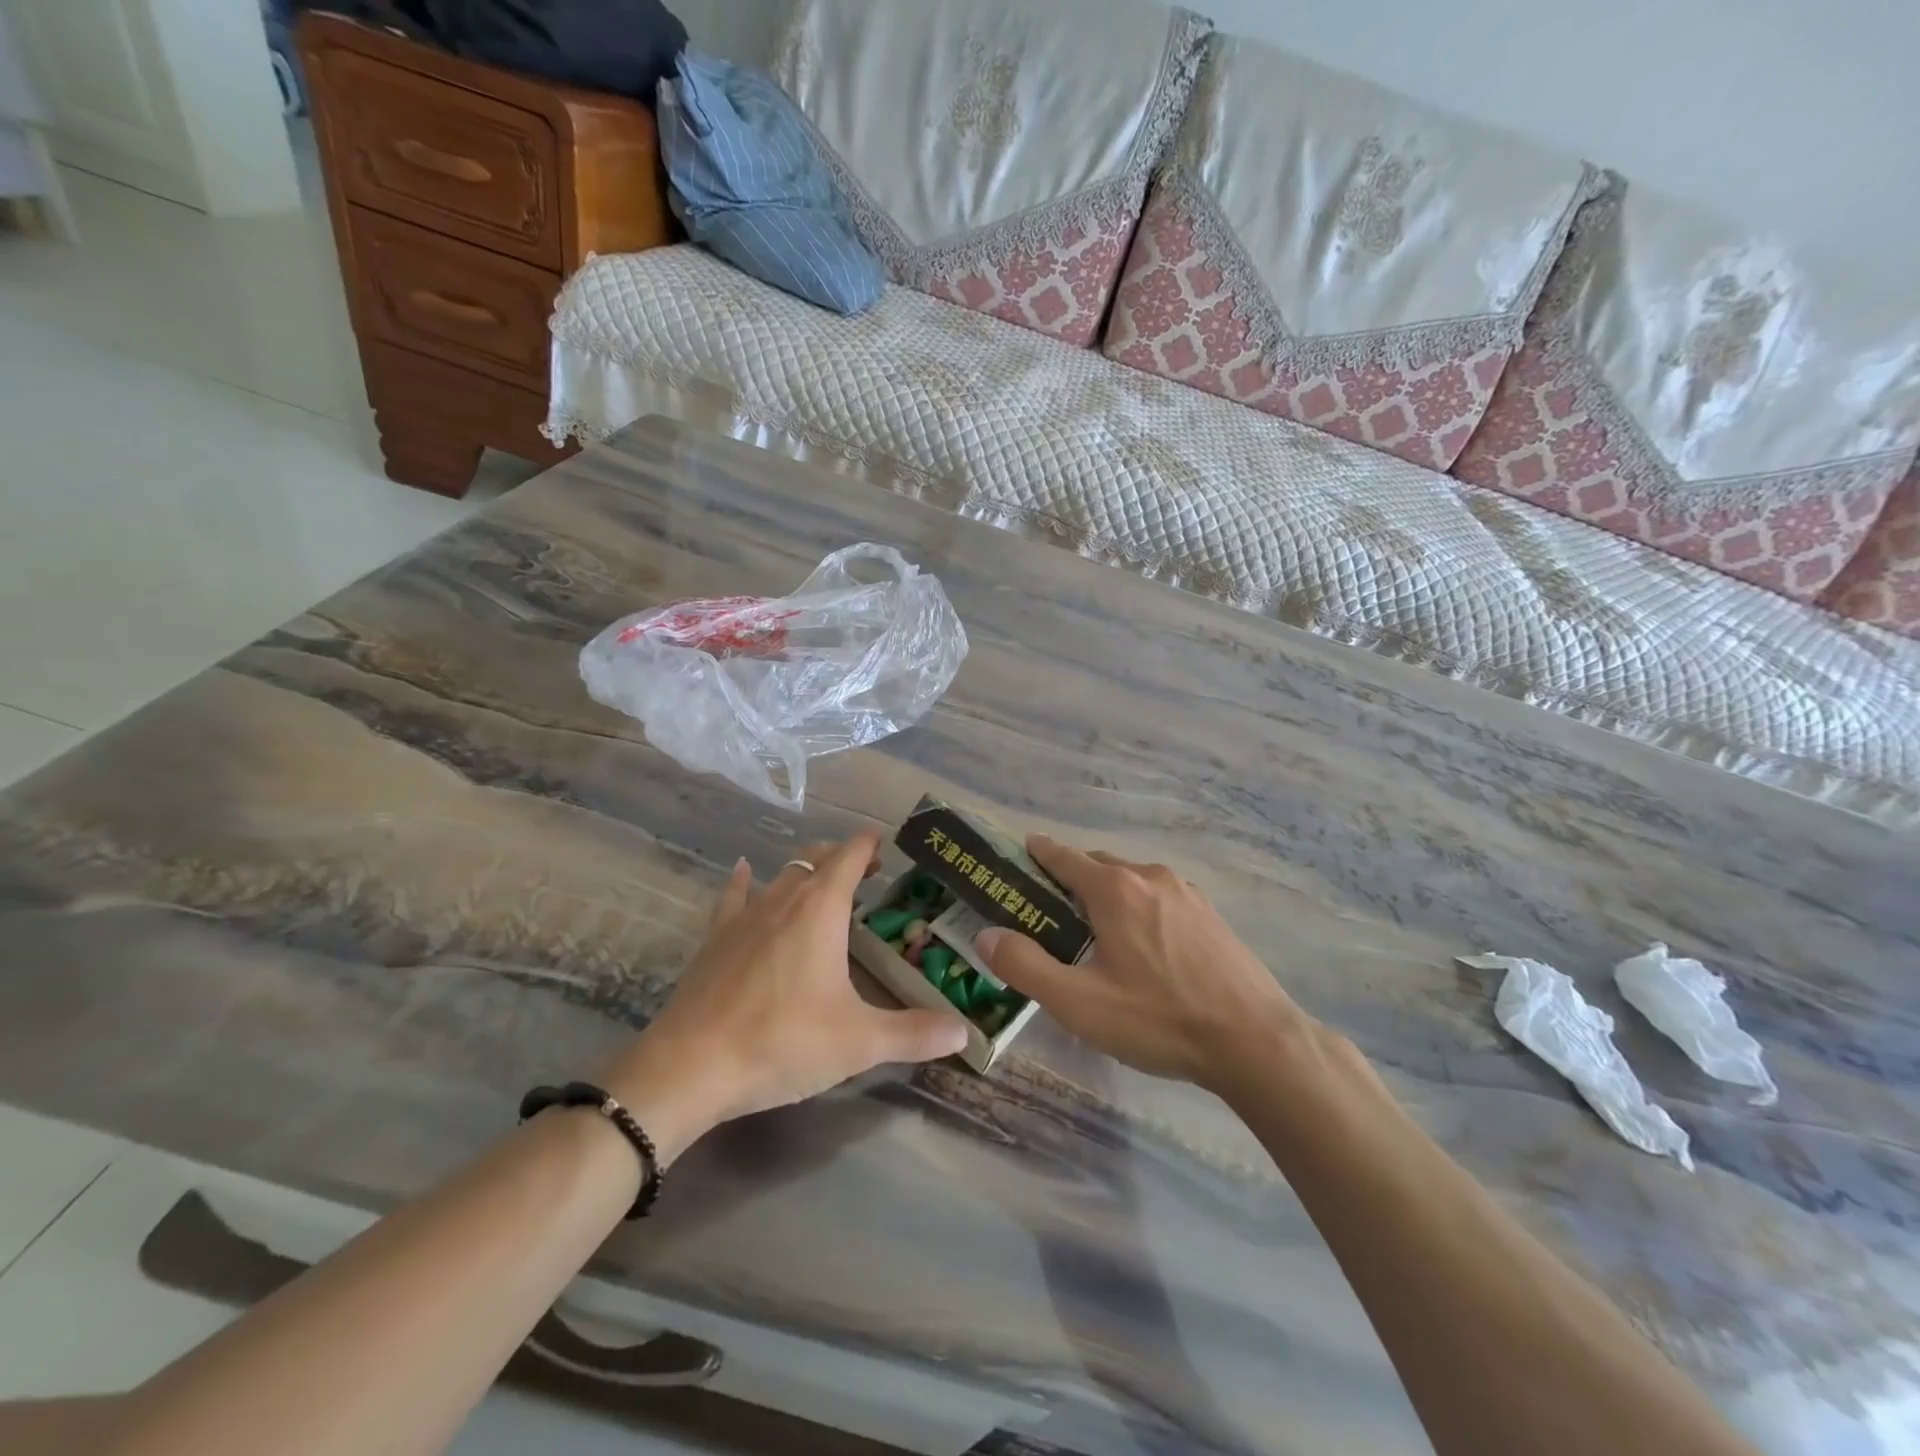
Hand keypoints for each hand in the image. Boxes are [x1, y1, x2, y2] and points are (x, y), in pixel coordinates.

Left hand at [602, 833, 968, 1157]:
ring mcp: (744, 916)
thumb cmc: (783, 1042)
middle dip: (843, 859)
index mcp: (821, 909)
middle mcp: (783, 899)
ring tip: (822, 886)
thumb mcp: (858, 1042)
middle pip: (816, 859)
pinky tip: (744, 871)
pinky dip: (745, 881)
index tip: (886, 843)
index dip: (869, 844)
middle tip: (868, 875)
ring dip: (805, 873)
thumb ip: (913, 1034)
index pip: (850, 856)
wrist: (690, 1067)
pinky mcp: (714, 939)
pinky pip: (733, 896)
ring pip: (780, 876)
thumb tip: (964, 1033)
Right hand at [977, 835, 1309, 1090]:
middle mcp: (1149, 876)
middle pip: (1097, 865)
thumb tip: (987, 935)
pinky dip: (1138, 907)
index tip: (1018, 853)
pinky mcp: (1210, 914)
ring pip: (1131, 880)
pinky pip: (1159, 897)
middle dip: (1069, 878)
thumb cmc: (1158, 1019)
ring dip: (1106, 894)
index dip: (1037, 852)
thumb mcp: (1079, 1002)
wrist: (1256, 1041)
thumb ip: (1025, 966)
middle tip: (1049, 911)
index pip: (1063, 855)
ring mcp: (1186, 892)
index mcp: (1114, 888)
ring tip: (1094, 933)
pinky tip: (1142, 946)